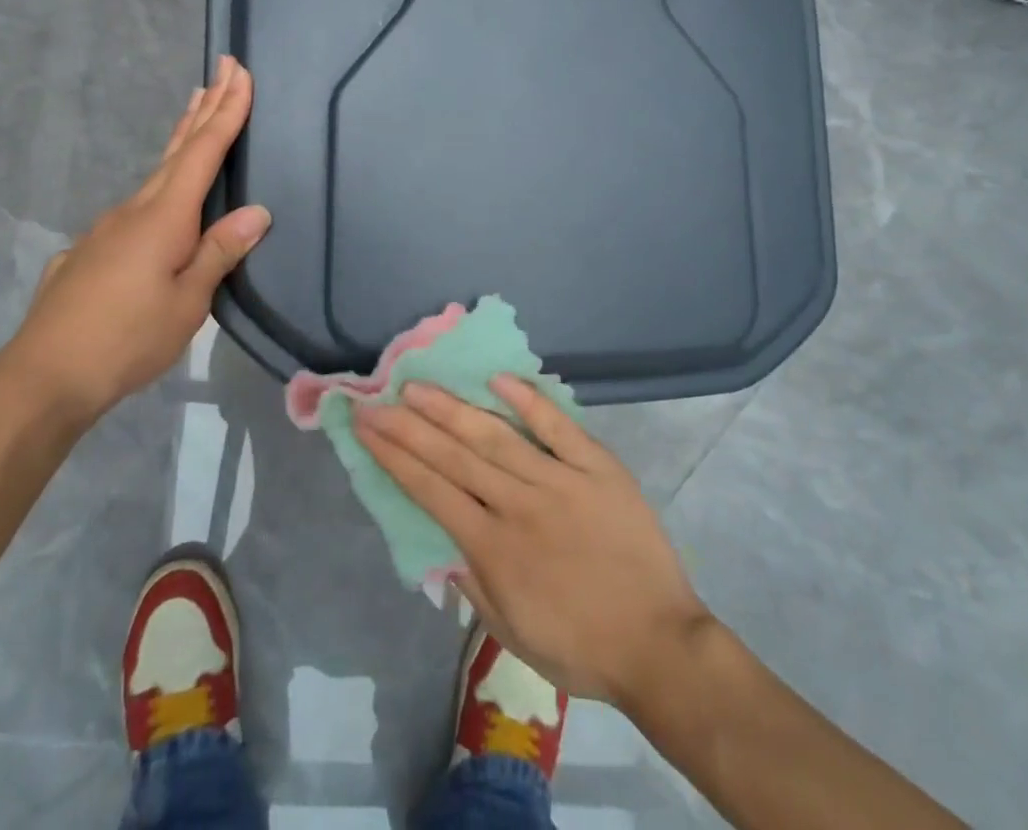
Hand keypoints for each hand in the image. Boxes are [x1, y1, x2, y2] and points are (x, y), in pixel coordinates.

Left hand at [0, 57, 269, 424]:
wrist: (42, 376)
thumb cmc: (126, 339)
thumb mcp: (187, 302)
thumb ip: (219, 252)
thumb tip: (258, 211)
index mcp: (164, 216)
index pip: (203, 151)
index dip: (225, 111)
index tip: (238, 71)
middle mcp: (134, 209)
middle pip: (176, 148)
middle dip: (204, 107)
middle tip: (220, 68)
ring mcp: (106, 228)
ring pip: (154, 174)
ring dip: (180, 140)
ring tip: (194, 111)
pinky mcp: (90, 250)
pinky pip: (135, 207)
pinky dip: (158, 186)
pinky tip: (157, 207)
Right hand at [355, 376, 714, 707]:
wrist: (660, 646)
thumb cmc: (581, 648)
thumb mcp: (511, 634)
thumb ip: (472, 585)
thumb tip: (441, 543)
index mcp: (494, 548)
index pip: (431, 490)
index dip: (394, 456)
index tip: (366, 426)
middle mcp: (518, 505)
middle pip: (453, 456)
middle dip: (408, 425)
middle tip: (377, 397)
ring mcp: (560, 481)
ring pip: (495, 435)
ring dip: (452, 408)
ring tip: (418, 385)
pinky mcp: (597, 468)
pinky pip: (559, 428)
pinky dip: (529, 401)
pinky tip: (499, 378)